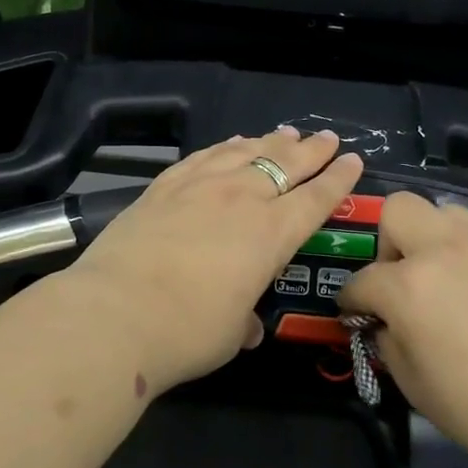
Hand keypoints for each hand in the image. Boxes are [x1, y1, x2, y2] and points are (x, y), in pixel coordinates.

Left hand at [64, 127, 363, 394]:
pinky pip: (204, 156)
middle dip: (312, 151)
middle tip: (327, 138)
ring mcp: (199, 186)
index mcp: (271, 235)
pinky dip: (224, 147)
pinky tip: (231, 142)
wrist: (113, 314)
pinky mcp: (163, 186)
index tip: (353, 160)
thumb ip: (243, 320)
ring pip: (245, 152)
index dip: (339, 179)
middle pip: (286, 164)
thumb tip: (245, 325)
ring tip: (285, 133)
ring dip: (270, 141)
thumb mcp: (230, 334)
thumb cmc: (186, 332)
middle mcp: (241, 199)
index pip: (316, 199)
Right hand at [337, 193, 467, 467]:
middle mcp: (442, 251)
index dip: (352, 301)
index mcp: (407, 286)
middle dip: (387, 242)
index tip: (357, 315)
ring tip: (443, 274)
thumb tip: (387, 324)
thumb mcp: (413, 384)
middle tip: (401, 278)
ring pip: (444, 211)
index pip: (361, 281)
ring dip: (432, 237)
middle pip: (397, 210)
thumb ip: (389, 342)